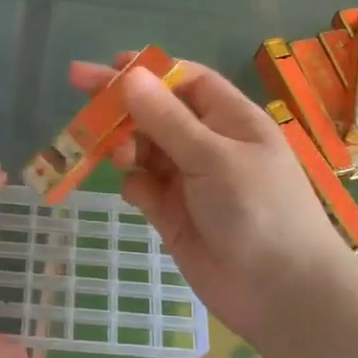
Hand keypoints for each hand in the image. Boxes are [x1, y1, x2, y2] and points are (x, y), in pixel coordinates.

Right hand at [68, 56, 353, 347]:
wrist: (279, 293)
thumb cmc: (257, 210)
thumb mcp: (213, 157)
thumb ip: (167, 118)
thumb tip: (130, 75)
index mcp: (230, 119)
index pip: (185, 80)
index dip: (149, 70)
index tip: (111, 64)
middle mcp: (208, 144)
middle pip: (156, 111)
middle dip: (122, 103)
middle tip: (79, 85)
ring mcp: (189, 179)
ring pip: (144, 148)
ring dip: (126, 144)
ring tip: (118, 156)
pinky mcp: (172, 213)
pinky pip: (143, 185)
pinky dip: (134, 184)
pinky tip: (138, 195)